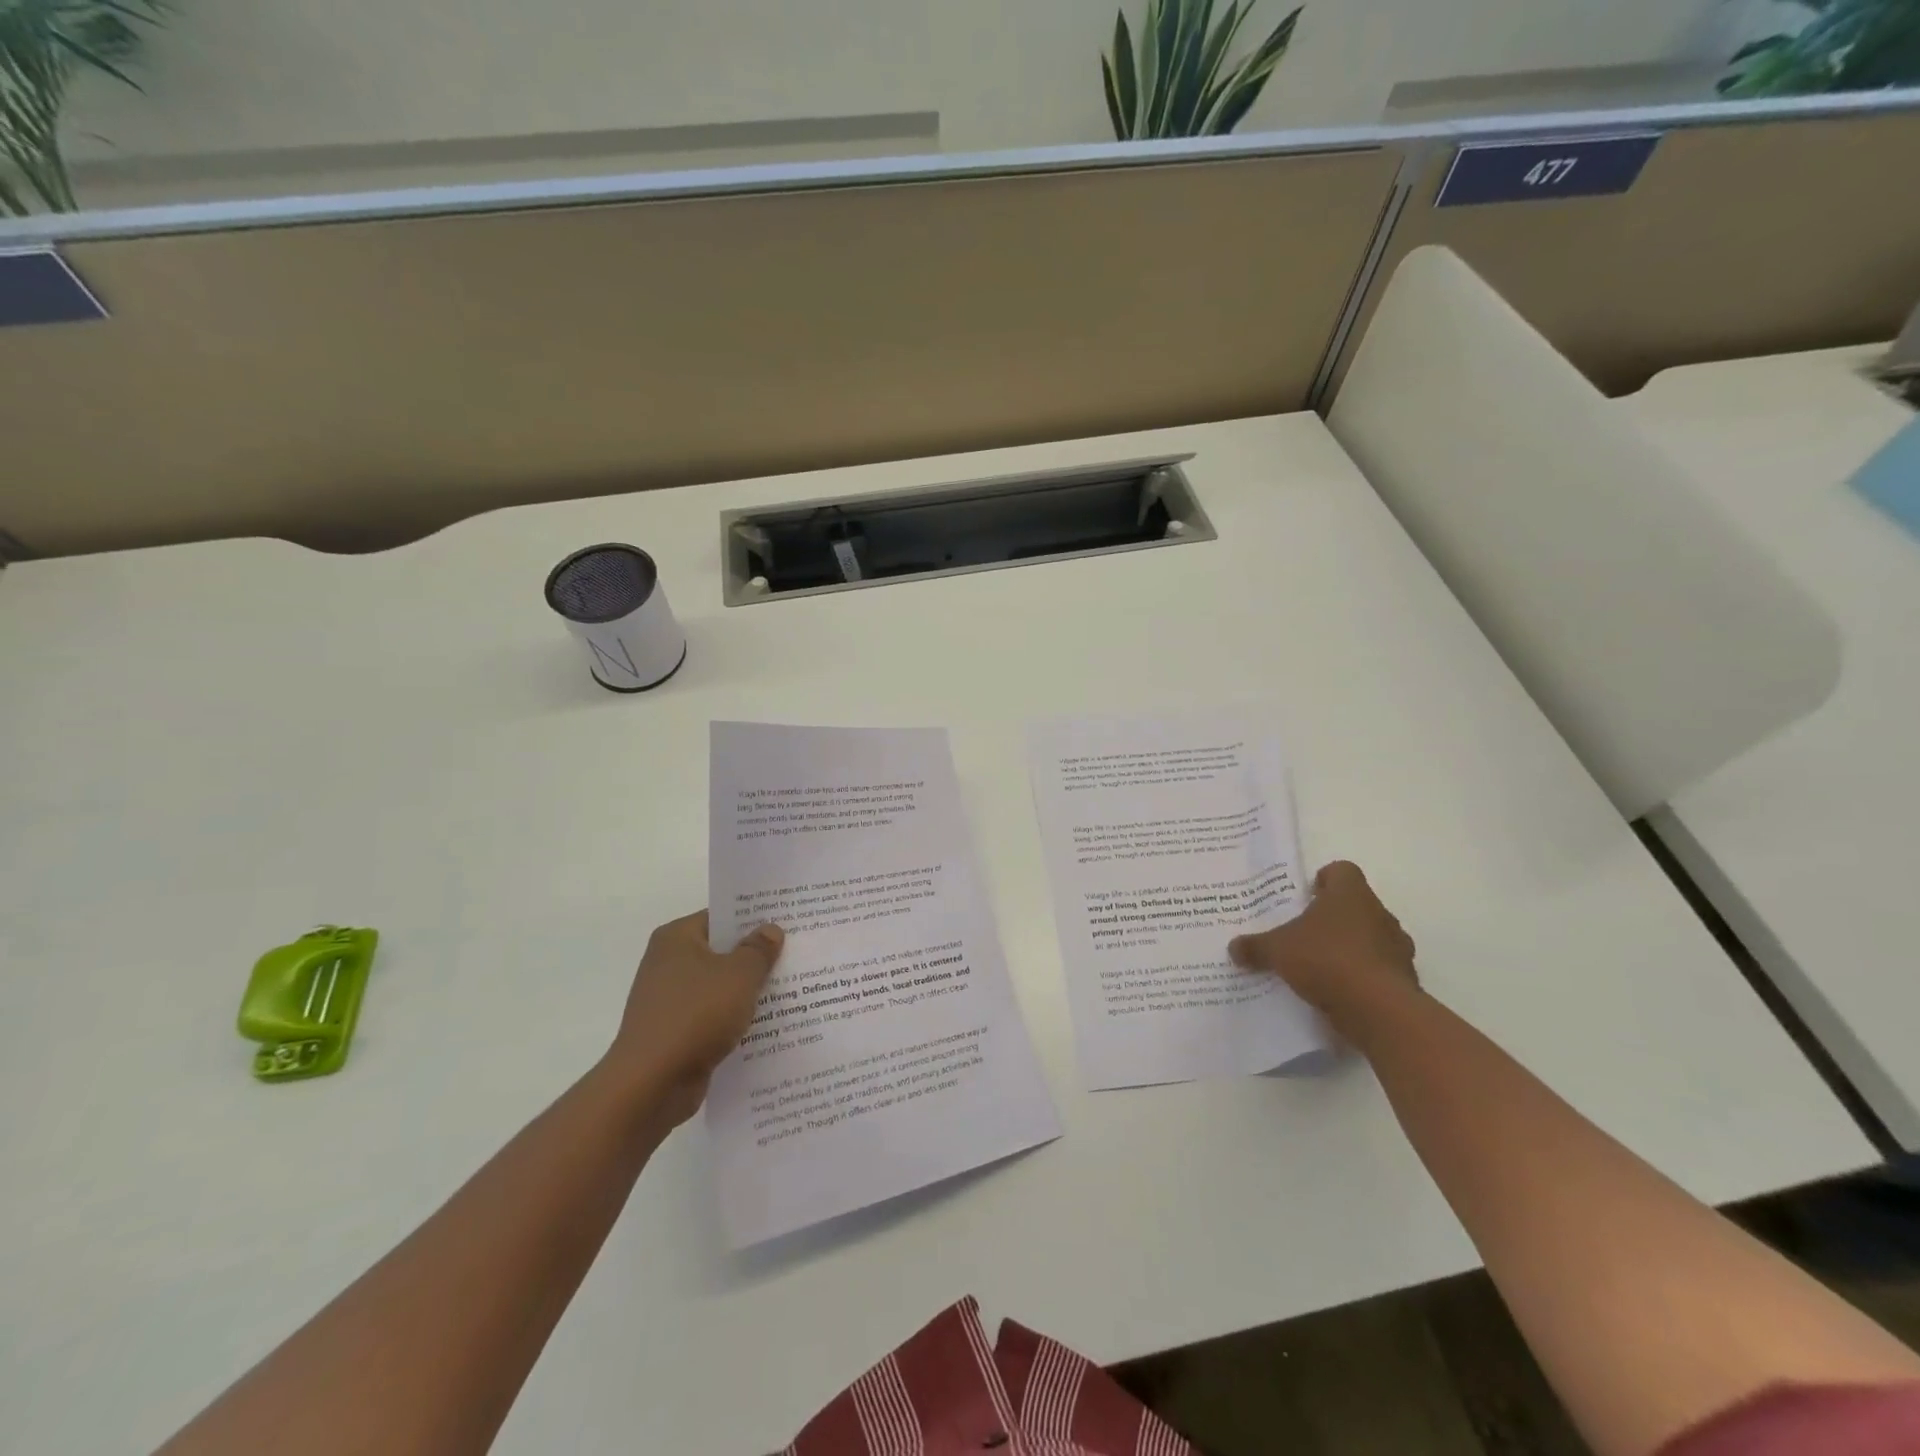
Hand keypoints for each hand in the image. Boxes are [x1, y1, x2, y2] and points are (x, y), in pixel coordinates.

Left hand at [606, 911, 785, 1126]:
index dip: (754, 918)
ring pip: (720, 986)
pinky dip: (736, 1018)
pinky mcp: (675, 1032)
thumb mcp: (739, 975)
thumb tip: (770, 930)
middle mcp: (668, 963)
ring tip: (793, 987)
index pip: (721, 916)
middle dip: (756, 955)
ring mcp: (670, 1000)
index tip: (787, 920)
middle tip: (797, 952)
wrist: (650, 1085)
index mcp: (676, 938)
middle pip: (722, 951)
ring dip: (748, 990)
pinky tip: (768, 1023)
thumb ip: (758, 950)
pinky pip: (714, 1016)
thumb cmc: (695, 1016)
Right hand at [1229, 861, 1417, 1039]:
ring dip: (1350, 947)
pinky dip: (1361, 975)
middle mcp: (1379, 913)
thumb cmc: (1326, 960)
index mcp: (1350, 894)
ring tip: (1320, 964)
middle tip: (1305, 932)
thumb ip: (1255, 946)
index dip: (1324, 879)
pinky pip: (1378, 969)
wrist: (1379, 1010)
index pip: (1342, 871)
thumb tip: (1234, 947)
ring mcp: (1397, 947)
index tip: (1306, 896)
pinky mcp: (1404, 979)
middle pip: (1355, 905)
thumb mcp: (1277, 950)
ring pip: (1370, 937)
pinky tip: (1337, 990)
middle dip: (1332, 917)